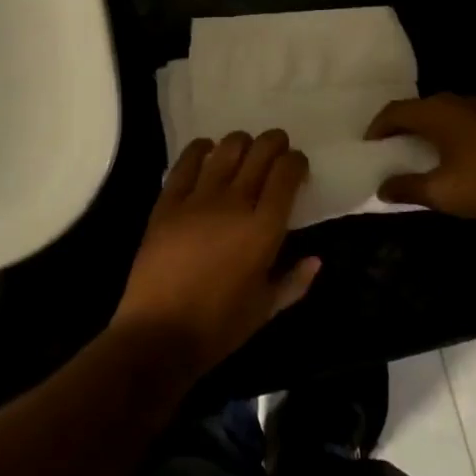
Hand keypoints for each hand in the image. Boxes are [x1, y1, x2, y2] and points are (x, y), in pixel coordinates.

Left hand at [111, 131, 320, 377]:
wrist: (159, 333)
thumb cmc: (219, 327)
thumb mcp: (266, 310)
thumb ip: (294, 281)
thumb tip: (316, 260)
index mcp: (264, 229)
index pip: (287, 174)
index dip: (296, 162)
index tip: (297, 166)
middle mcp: (235, 203)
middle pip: (260, 152)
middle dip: (275, 143)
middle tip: (277, 148)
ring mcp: (199, 198)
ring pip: (226, 149)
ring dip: (241, 142)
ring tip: (244, 150)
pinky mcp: (169, 201)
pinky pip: (186, 162)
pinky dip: (200, 149)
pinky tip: (206, 149)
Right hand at [367, 94, 475, 220]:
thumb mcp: (441, 192)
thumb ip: (407, 187)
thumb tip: (381, 188)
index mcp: (434, 113)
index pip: (394, 111)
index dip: (377, 127)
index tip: (369, 145)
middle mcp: (453, 102)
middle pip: (416, 108)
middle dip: (400, 125)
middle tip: (389, 146)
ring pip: (439, 112)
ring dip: (424, 128)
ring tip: (415, 149)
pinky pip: (458, 119)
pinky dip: (444, 131)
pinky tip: (447, 151)